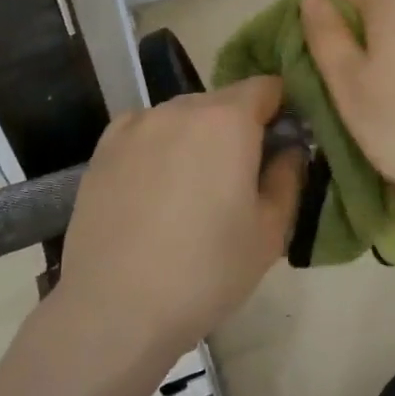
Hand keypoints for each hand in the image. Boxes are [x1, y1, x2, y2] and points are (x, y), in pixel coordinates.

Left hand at [57, 77, 302, 357]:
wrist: (114, 309)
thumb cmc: (206, 271)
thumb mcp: (271, 231)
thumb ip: (289, 175)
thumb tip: (290, 147)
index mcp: (228, 120)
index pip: (268, 86)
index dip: (283, 109)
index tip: (284, 144)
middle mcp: (181, 108)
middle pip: (224, 101)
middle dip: (240, 127)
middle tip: (241, 178)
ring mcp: (137, 124)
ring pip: (184, 116)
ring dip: (199, 137)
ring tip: (193, 191)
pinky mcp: (104, 148)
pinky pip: (147, 131)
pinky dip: (160, 147)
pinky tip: (155, 190)